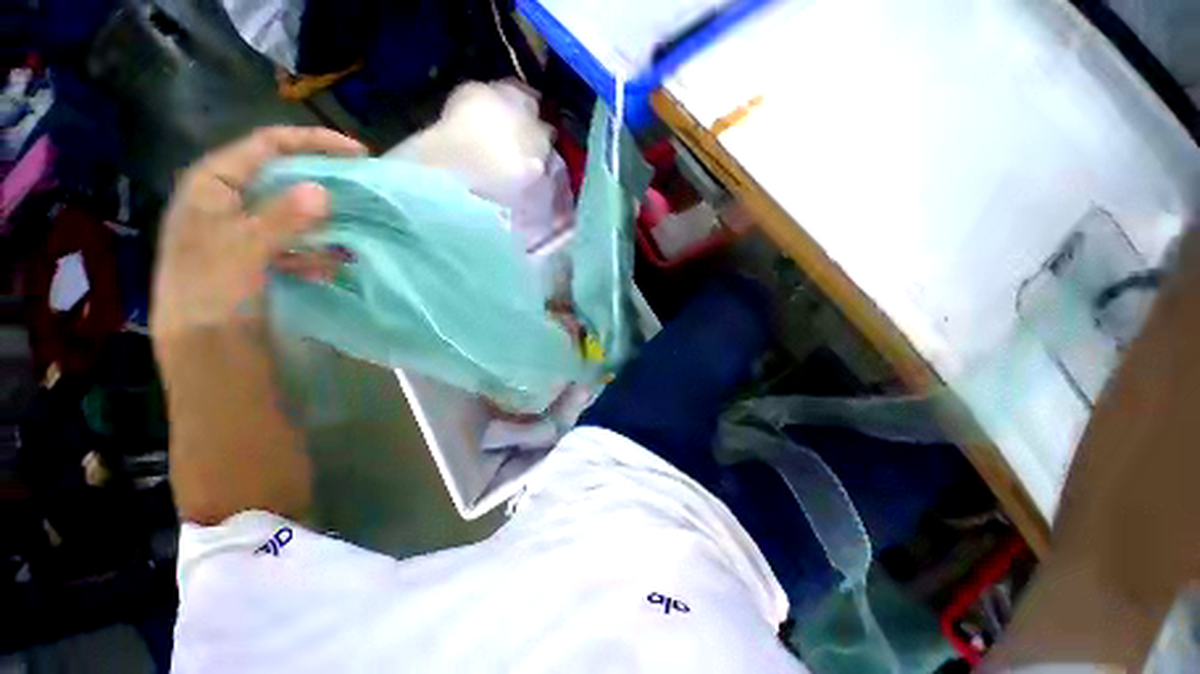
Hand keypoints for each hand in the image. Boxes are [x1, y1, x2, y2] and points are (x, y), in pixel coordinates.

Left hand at [151, 126, 364, 338]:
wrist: (200, 349)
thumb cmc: (210, 294)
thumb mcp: (244, 251)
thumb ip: (282, 219)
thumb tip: (324, 191)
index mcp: (212, 185)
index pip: (265, 146)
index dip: (311, 143)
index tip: (358, 154)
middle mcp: (226, 201)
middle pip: (280, 176)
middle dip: (322, 181)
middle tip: (361, 189)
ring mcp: (242, 230)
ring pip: (290, 211)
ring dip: (323, 219)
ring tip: (355, 230)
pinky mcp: (257, 257)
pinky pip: (294, 242)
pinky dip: (315, 249)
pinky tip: (333, 265)